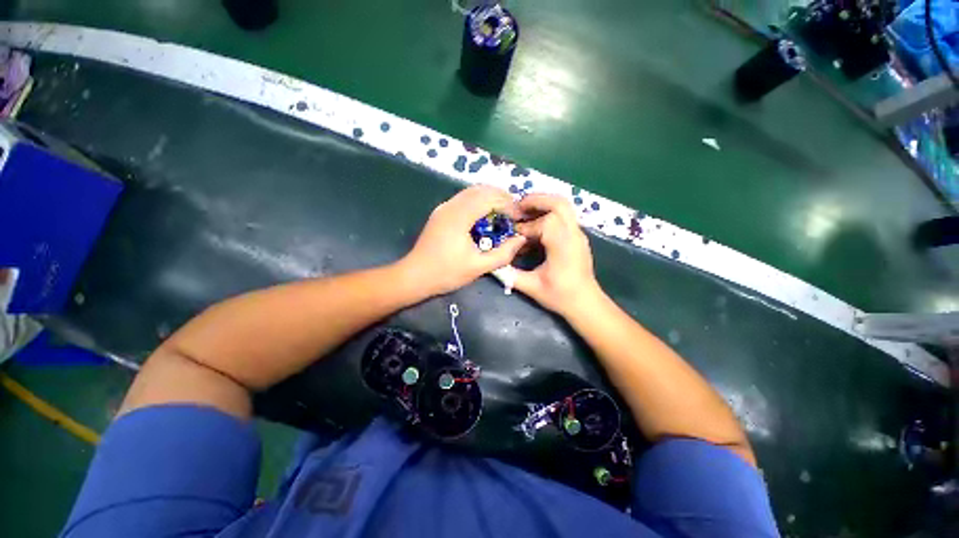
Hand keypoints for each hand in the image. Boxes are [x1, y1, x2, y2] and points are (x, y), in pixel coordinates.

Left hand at [401, 185, 525, 295]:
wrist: (415, 276)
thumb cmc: (446, 273)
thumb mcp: (478, 267)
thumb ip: (503, 254)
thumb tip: (521, 239)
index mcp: (459, 217)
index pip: (489, 198)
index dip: (507, 203)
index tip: (518, 216)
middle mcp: (450, 206)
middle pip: (480, 189)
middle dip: (500, 197)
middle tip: (514, 212)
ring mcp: (443, 208)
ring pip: (471, 192)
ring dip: (489, 197)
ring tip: (503, 212)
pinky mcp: (440, 213)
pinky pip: (463, 199)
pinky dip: (478, 202)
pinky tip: (485, 216)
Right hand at [513, 194, 601, 314]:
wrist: (585, 303)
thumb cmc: (560, 296)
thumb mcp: (532, 287)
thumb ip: (510, 274)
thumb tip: (493, 264)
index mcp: (563, 246)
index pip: (545, 222)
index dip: (527, 226)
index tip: (515, 235)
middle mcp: (573, 235)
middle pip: (559, 203)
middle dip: (536, 200)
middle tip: (518, 207)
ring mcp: (578, 234)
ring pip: (564, 206)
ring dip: (543, 204)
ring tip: (525, 213)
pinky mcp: (577, 237)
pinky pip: (564, 216)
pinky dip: (549, 213)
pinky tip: (535, 226)